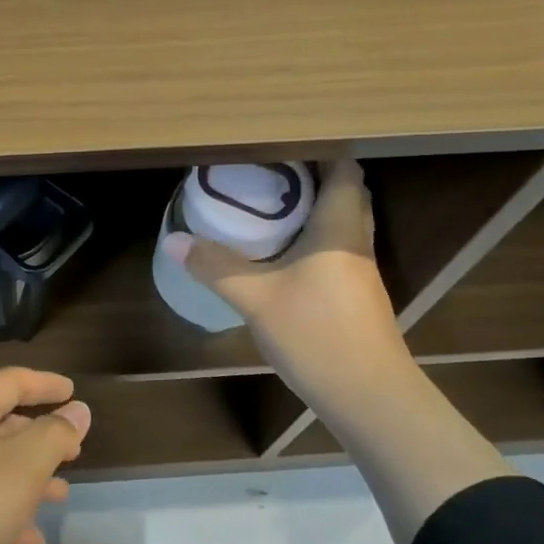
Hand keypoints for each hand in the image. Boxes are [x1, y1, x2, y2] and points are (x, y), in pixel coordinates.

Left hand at [0, 367, 89, 543]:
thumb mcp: (20, 471)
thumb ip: (53, 437)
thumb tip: (77, 409)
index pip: (9, 381)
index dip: (44, 384)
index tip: (73, 392)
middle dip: (37, 436)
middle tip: (73, 453)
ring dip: (24, 478)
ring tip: (59, 497)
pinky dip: (1, 513)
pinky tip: (26, 540)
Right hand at [161, 159, 408, 390]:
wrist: (370, 398)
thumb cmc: (317, 334)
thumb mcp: (256, 298)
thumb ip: (214, 266)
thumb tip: (173, 239)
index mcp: (339, 229)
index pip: (344, 171)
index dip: (320, 153)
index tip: (282, 145)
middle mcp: (356, 243)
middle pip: (346, 195)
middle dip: (313, 178)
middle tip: (269, 173)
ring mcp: (361, 273)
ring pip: (343, 224)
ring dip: (315, 211)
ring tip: (272, 206)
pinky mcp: (358, 298)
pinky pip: (338, 251)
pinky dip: (315, 240)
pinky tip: (285, 254)